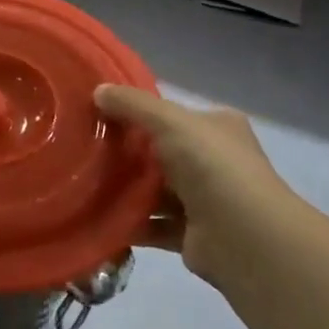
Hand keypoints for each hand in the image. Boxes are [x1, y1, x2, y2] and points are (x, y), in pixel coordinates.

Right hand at [96, 85, 298, 291]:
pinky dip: (130, 222)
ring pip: (156, 190)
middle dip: (128, 152)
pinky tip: (98, 217)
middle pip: (161, 152)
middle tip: (86, 148)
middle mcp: (215, 161)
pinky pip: (153, 224)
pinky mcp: (192, 235)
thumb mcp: (170, 121)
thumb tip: (98, 90)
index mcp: (218, 128)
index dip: (139, 112)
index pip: (174, 115)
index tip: (101, 113)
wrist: (244, 237)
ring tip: (84, 182)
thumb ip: (133, 104)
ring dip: (125, 189)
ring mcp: (205, 200)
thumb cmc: (211, 166)